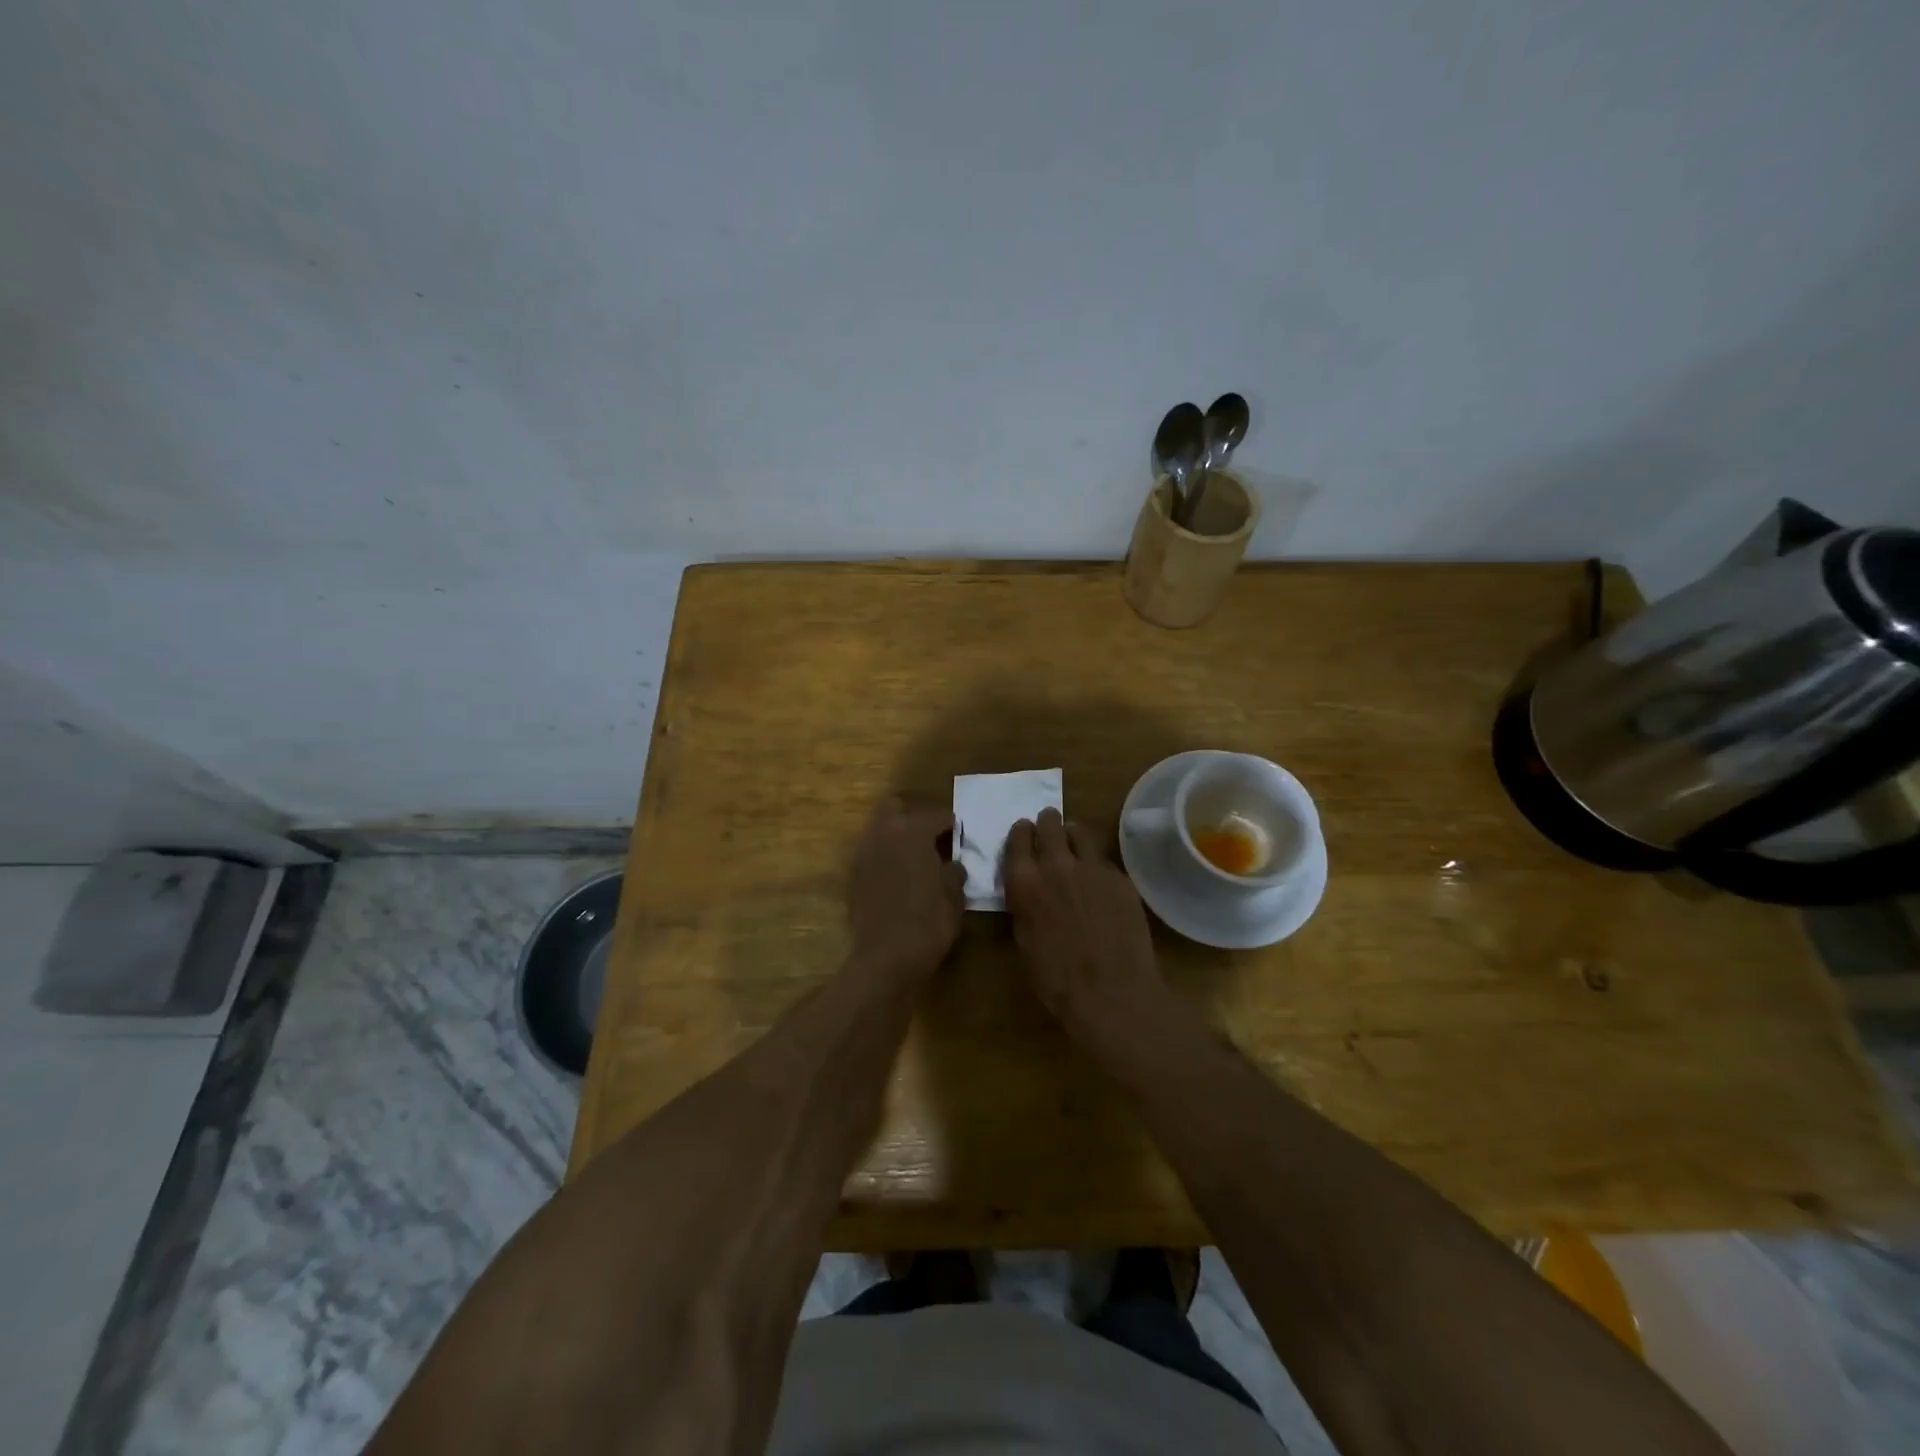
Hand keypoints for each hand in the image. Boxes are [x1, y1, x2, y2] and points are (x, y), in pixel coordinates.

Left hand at [846, 799, 966, 984]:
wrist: (884, 959)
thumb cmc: (928, 924)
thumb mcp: (954, 897)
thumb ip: (954, 873)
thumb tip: (953, 865)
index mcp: (912, 832)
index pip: (936, 815)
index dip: (952, 823)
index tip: (961, 834)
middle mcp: (883, 834)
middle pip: (896, 807)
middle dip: (914, 815)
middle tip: (933, 836)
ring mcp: (863, 854)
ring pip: (879, 829)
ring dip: (897, 835)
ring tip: (916, 857)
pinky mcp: (852, 877)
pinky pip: (871, 854)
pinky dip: (885, 857)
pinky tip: (899, 876)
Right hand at [1004, 807, 1167, 1036]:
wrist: (1111, 993)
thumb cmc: (1056, 979)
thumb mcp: (1024, 940)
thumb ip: (1024, 904)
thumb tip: (1028, 889)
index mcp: (1025, 881)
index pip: (1018, 838)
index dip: (1020, 833)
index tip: (1024, 833)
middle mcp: (1056, 865)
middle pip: (1049, 824)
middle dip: (1047, 823)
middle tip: (1049, 829)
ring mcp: (1092, 868)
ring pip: (1080, 832)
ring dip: (1073, 835)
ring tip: (1075, 845)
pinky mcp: (1120, 878)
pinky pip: (1103, 859)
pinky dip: (1096, 863)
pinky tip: (1099, 882)